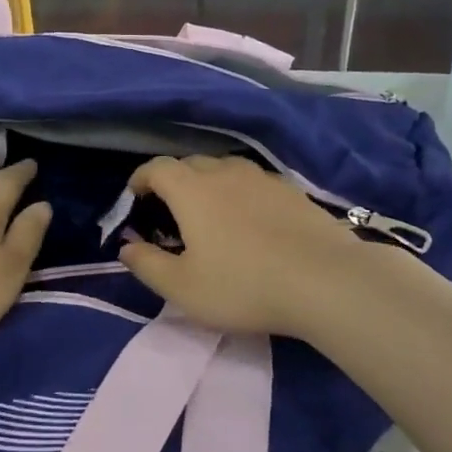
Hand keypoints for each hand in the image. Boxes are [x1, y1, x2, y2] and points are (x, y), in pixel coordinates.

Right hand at [116, 156, 361, 336]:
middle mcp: (225, 173)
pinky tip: (250, 218)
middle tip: (169, 210)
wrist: (326, 281)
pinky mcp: (292, 191)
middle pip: (191, 163)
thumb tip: (126, 247)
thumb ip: (147, 265)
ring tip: (210, 211)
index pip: (157, 167)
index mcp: (192, 190)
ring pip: (225, 168)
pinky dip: (240, 192)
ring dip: (209, 182)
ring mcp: (263, 178)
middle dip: (173, 180)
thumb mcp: (183, 288)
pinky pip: (254, 182)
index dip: (140, 178)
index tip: (134, 196)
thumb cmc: (244, 286)